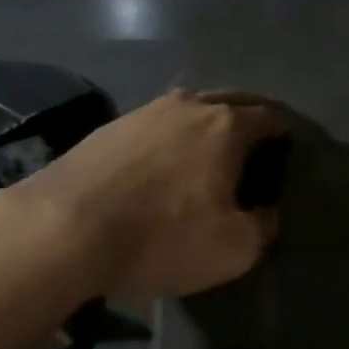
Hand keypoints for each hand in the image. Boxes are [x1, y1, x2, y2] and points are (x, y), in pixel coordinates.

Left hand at [3, 91, 287, 301]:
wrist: (62, 229)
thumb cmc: (161, 235)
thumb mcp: (232, 249)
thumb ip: (263, 228)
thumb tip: (267, 214)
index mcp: (226, 126)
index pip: (268, 117)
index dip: (282, 131)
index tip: (286, 146)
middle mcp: (190, 106)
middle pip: (232, 100)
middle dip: (249, 115)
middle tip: (256, 139)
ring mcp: (146, 111)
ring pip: (191, 107)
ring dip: (207, 121)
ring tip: (208, 147)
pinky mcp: (111, 126)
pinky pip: (157, 123)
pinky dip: (170, 135)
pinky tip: (162, 159)